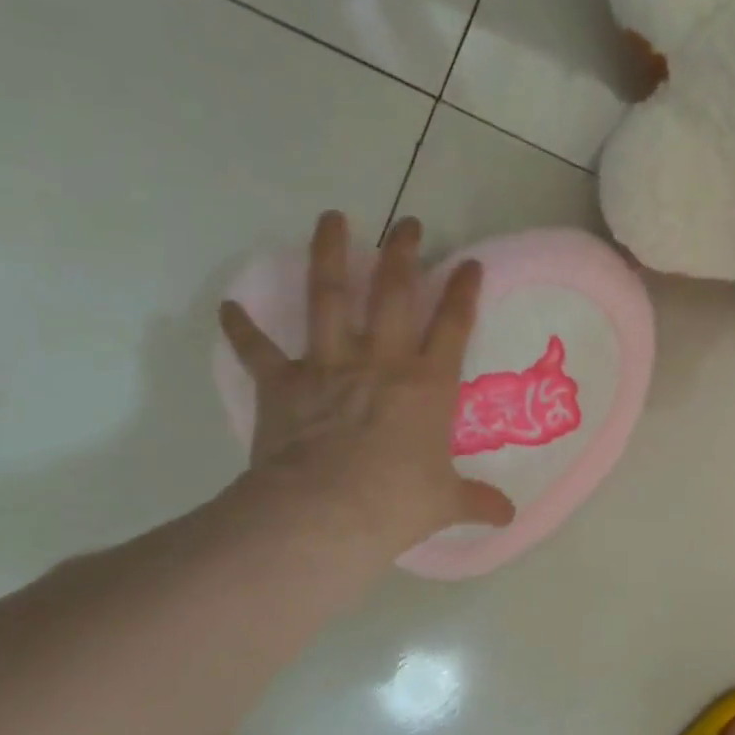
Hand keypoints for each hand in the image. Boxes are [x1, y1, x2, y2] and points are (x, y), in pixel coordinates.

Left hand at [218, 212, 514, 573]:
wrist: (325, 513)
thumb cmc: (396, 502)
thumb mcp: (445, 503)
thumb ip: (476, 501)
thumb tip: (507, 516)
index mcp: (427, 384)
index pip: (452, 325)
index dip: (463, 291)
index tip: (468, 262)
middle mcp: (381, 361)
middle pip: (393, 293)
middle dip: (403, 254)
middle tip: (406, 223)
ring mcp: (329, 366)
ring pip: (329, 298)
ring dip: (329, 256)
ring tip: (331, 218)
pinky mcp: (284, 384)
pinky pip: (259, 351)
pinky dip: (241, 330)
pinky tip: (228, 308)